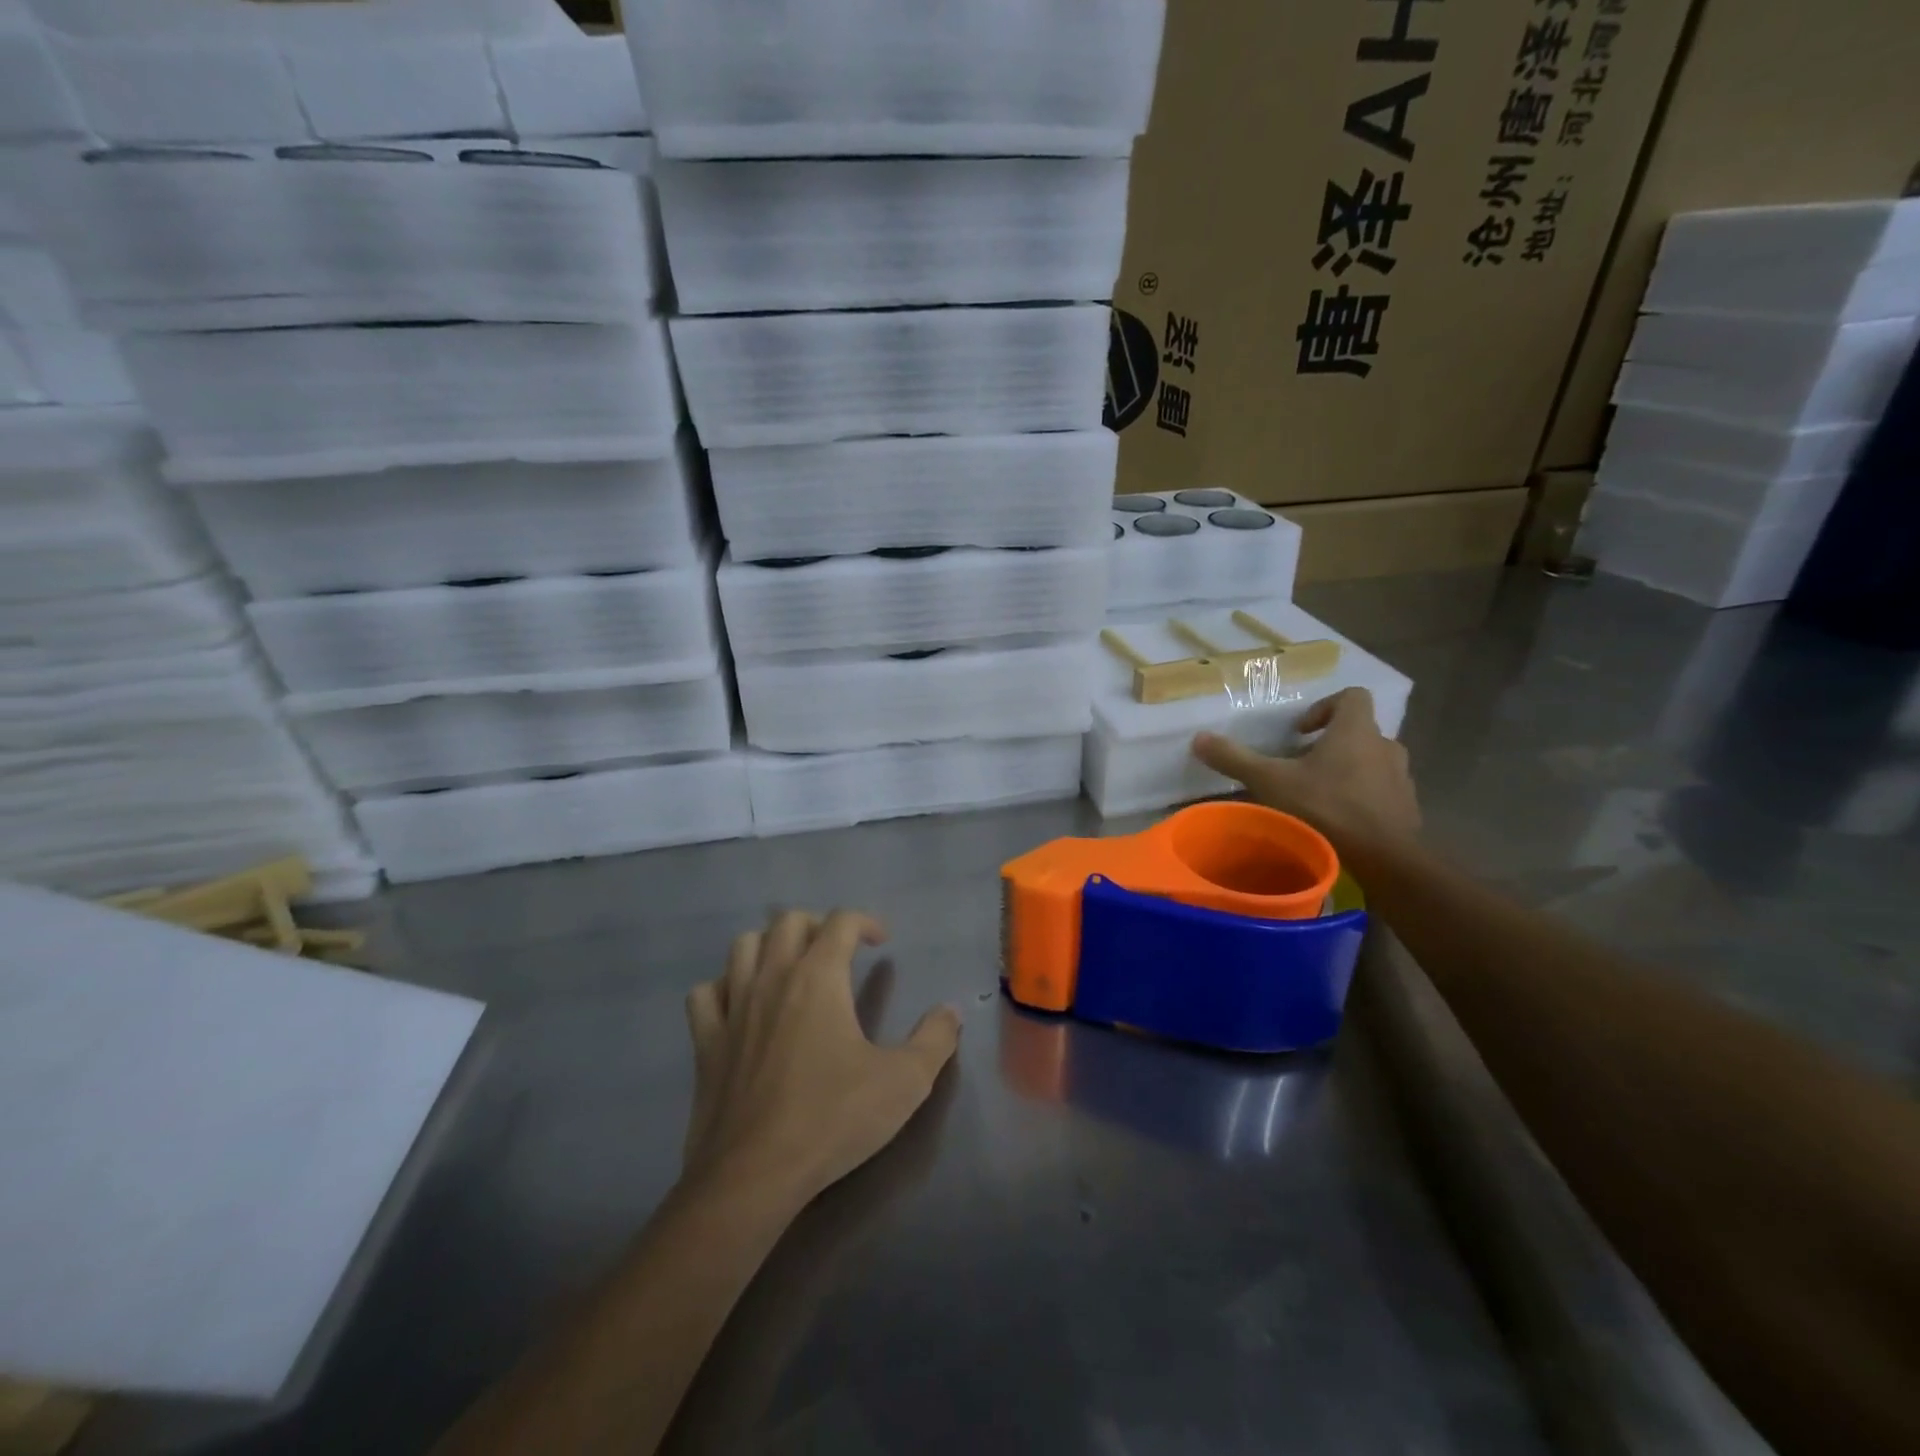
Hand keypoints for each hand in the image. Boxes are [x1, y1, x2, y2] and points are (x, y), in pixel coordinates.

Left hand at [681, 909, 961, 1210]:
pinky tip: (741, 1005)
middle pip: (788, 922)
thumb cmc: (832, 1120)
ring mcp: (733, 1008)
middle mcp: (772, 978)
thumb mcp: (904, 1083)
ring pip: (743, 947)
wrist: (753, 1176)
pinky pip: (706, 994)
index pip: (840, 922)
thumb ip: (934, 1040)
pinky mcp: (706, 1042)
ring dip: (769, 945)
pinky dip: (724, 987)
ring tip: (791, 967)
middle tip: (839, 950)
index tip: (882, 941)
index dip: (865, 921)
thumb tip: (950, 1011)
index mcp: (818, 978)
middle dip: (818, 925)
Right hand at [1191, 686, 1419, 858]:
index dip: (1324, 707)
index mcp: (1356, 730)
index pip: (1352, 696)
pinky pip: (1381, 791)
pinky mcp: (1407, 807)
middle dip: (1331, 744)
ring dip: (1348, 770)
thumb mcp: (1271, 781)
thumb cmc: (1327, 807)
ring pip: (1372, 762)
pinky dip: (1361, 797)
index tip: (1300, 731)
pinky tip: (1337, 819)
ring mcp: (1401, 778)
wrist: (1384, 857)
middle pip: (1359, 731)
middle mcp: (1385, 746)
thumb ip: (1235, 759)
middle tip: (1301, 765)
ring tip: (1317, 793)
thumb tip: (1198, 738)